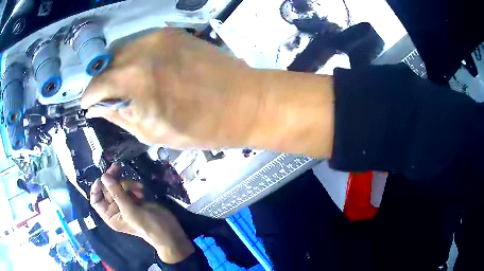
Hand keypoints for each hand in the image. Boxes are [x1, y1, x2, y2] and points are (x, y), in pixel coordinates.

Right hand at [82, 28, 334, 156]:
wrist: (243, 102)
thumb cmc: (200, 128)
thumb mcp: (152, 133)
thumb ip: (120, 116)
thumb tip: (99, 107)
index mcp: (134, 83)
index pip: (96, 85)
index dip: (88, 97)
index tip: (88, 104)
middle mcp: (141, 53)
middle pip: (105, 62)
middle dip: (100, 80)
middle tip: (105, 94)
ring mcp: (158, 38)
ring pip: (121, 47)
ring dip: (115, 65)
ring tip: (122, 81)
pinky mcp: (172, 33)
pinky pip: (140, 41)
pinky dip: (133, 54)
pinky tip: (140, 67)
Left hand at [90, 163, 193, 262]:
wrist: (167, 230)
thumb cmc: (146, 225)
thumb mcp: (129, 210)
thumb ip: (116, 192)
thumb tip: (104, 176)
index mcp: (110, 215)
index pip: (96, 200)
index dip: (96, 189)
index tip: (102, 178)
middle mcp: (115, 209)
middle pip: (107, 189)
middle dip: (113, 180)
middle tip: (117, 167)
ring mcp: (125, 203)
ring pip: (119, 186)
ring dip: (127, 184)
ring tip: (138, 188)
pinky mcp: (134, 199)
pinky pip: (128, 187)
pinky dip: (134, 186)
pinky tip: (141, 190)